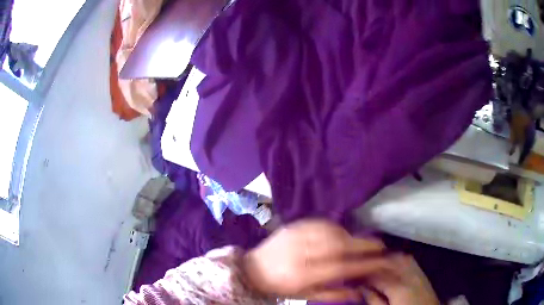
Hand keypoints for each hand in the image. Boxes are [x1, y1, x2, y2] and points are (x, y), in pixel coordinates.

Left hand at [242, 219, 390, 301]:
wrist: (252, 268)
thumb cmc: (279, 286)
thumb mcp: (304, 296)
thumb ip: (333, 294)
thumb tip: (359, 291)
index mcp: (302, 274)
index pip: (341, 266)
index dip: (364, 263)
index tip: (382, 261)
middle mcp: (301, 252)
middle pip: (339, 244)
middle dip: (364, 244)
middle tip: (380, 245)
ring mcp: (296, 235)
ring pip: (332, 231)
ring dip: (352, 235)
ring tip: (363, 242)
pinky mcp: (294, 225)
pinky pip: (321, 223)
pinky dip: (337, 228)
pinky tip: (343, 234)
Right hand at [362, 255, 439, 304]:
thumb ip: (374, 300)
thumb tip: (362, 289)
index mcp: (398, 288)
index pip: (377, 274)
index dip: (362, 272)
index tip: (351, 272)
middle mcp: (410, 276)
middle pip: (390, 261)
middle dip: (374, 260)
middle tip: (361, 263)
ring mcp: (418, 274)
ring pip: (401, 258)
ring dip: (387, 257)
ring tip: (374, 260)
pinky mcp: (423, 275)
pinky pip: (410, 261)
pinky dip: (399, 258)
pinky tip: (392, 262)